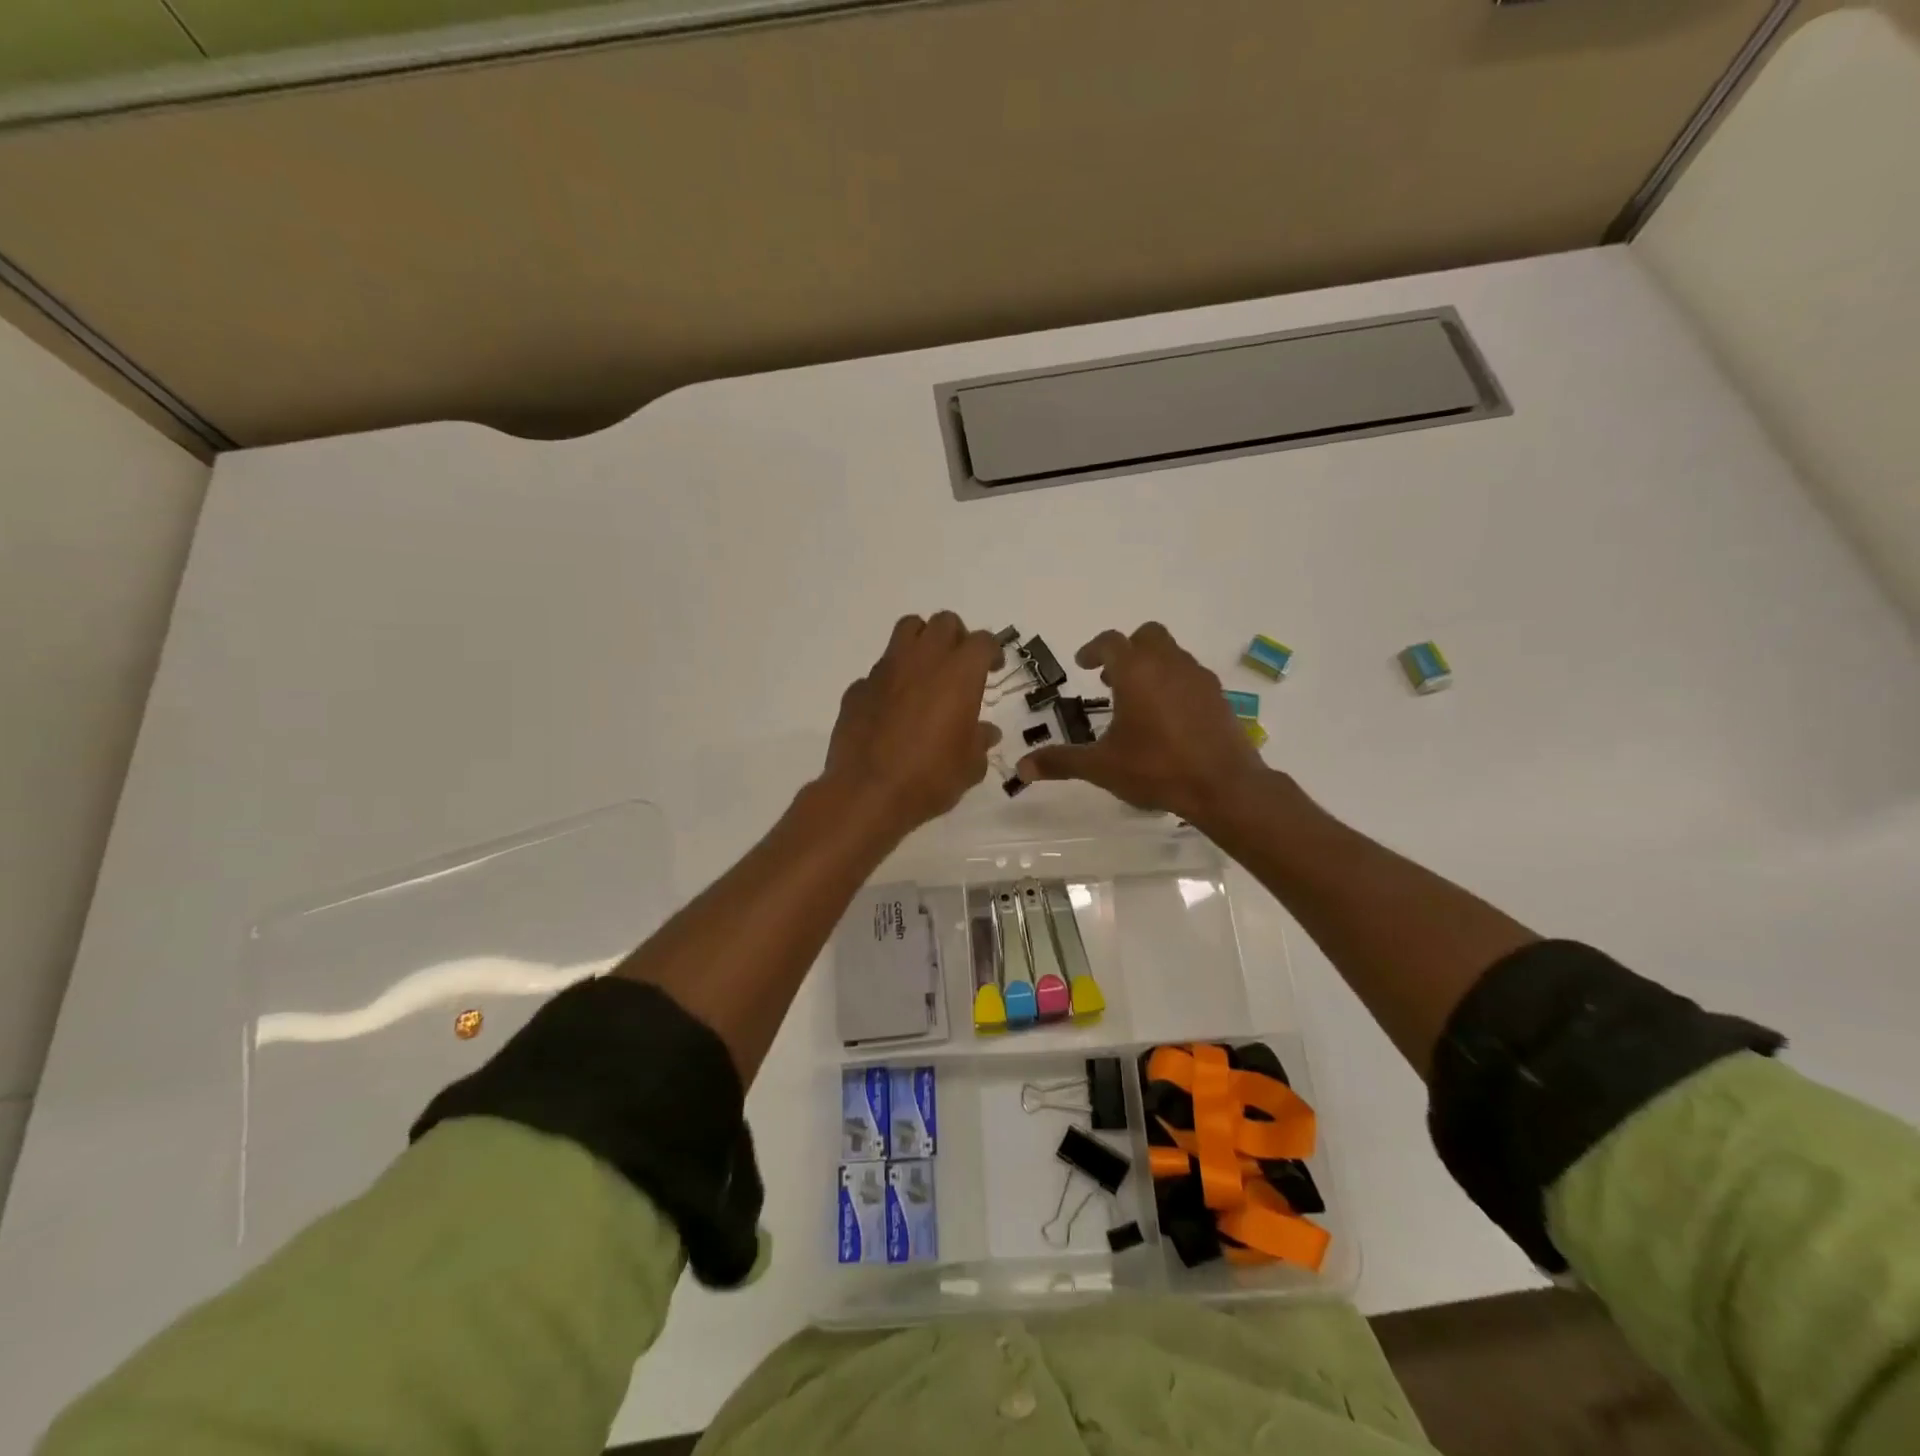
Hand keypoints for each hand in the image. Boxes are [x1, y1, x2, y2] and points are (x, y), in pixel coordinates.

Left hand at [821, 612, 1003, 837]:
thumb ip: (980, 741)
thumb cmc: (930, 778)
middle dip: (956, 637)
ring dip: (921, 642)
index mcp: (959, 674)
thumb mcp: (970, 766)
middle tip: (959, 666)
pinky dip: (890, 681)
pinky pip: (878, 671)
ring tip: (925, 673)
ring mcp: (885, 670)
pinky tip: (892, 709)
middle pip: (943, 622)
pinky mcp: (858, 688)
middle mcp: (922, 660)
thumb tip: (985, 732)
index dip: (991, 651)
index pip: (982, 641)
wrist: (868, 793)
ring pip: (906, 631)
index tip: (992, 668)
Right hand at [1016, 623, 1265, 824]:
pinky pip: (1191, 676)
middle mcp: (1169, 664)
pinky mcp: (1218, 697)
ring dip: (1152, 665)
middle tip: (1110, 677)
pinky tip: (1167, 717)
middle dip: (1127, 649)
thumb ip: (1062, 761)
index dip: (1093, 650)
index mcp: (1136, 672)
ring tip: (1137, 699)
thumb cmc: (1156, 769)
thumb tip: (1021, 768)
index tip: (1083, 664)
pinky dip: (1174, 683)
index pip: (1110, 642)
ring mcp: (1198, 678)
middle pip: (1147, 636)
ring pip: (1172, 654)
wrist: (1223, 786)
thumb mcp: (1101, 767)